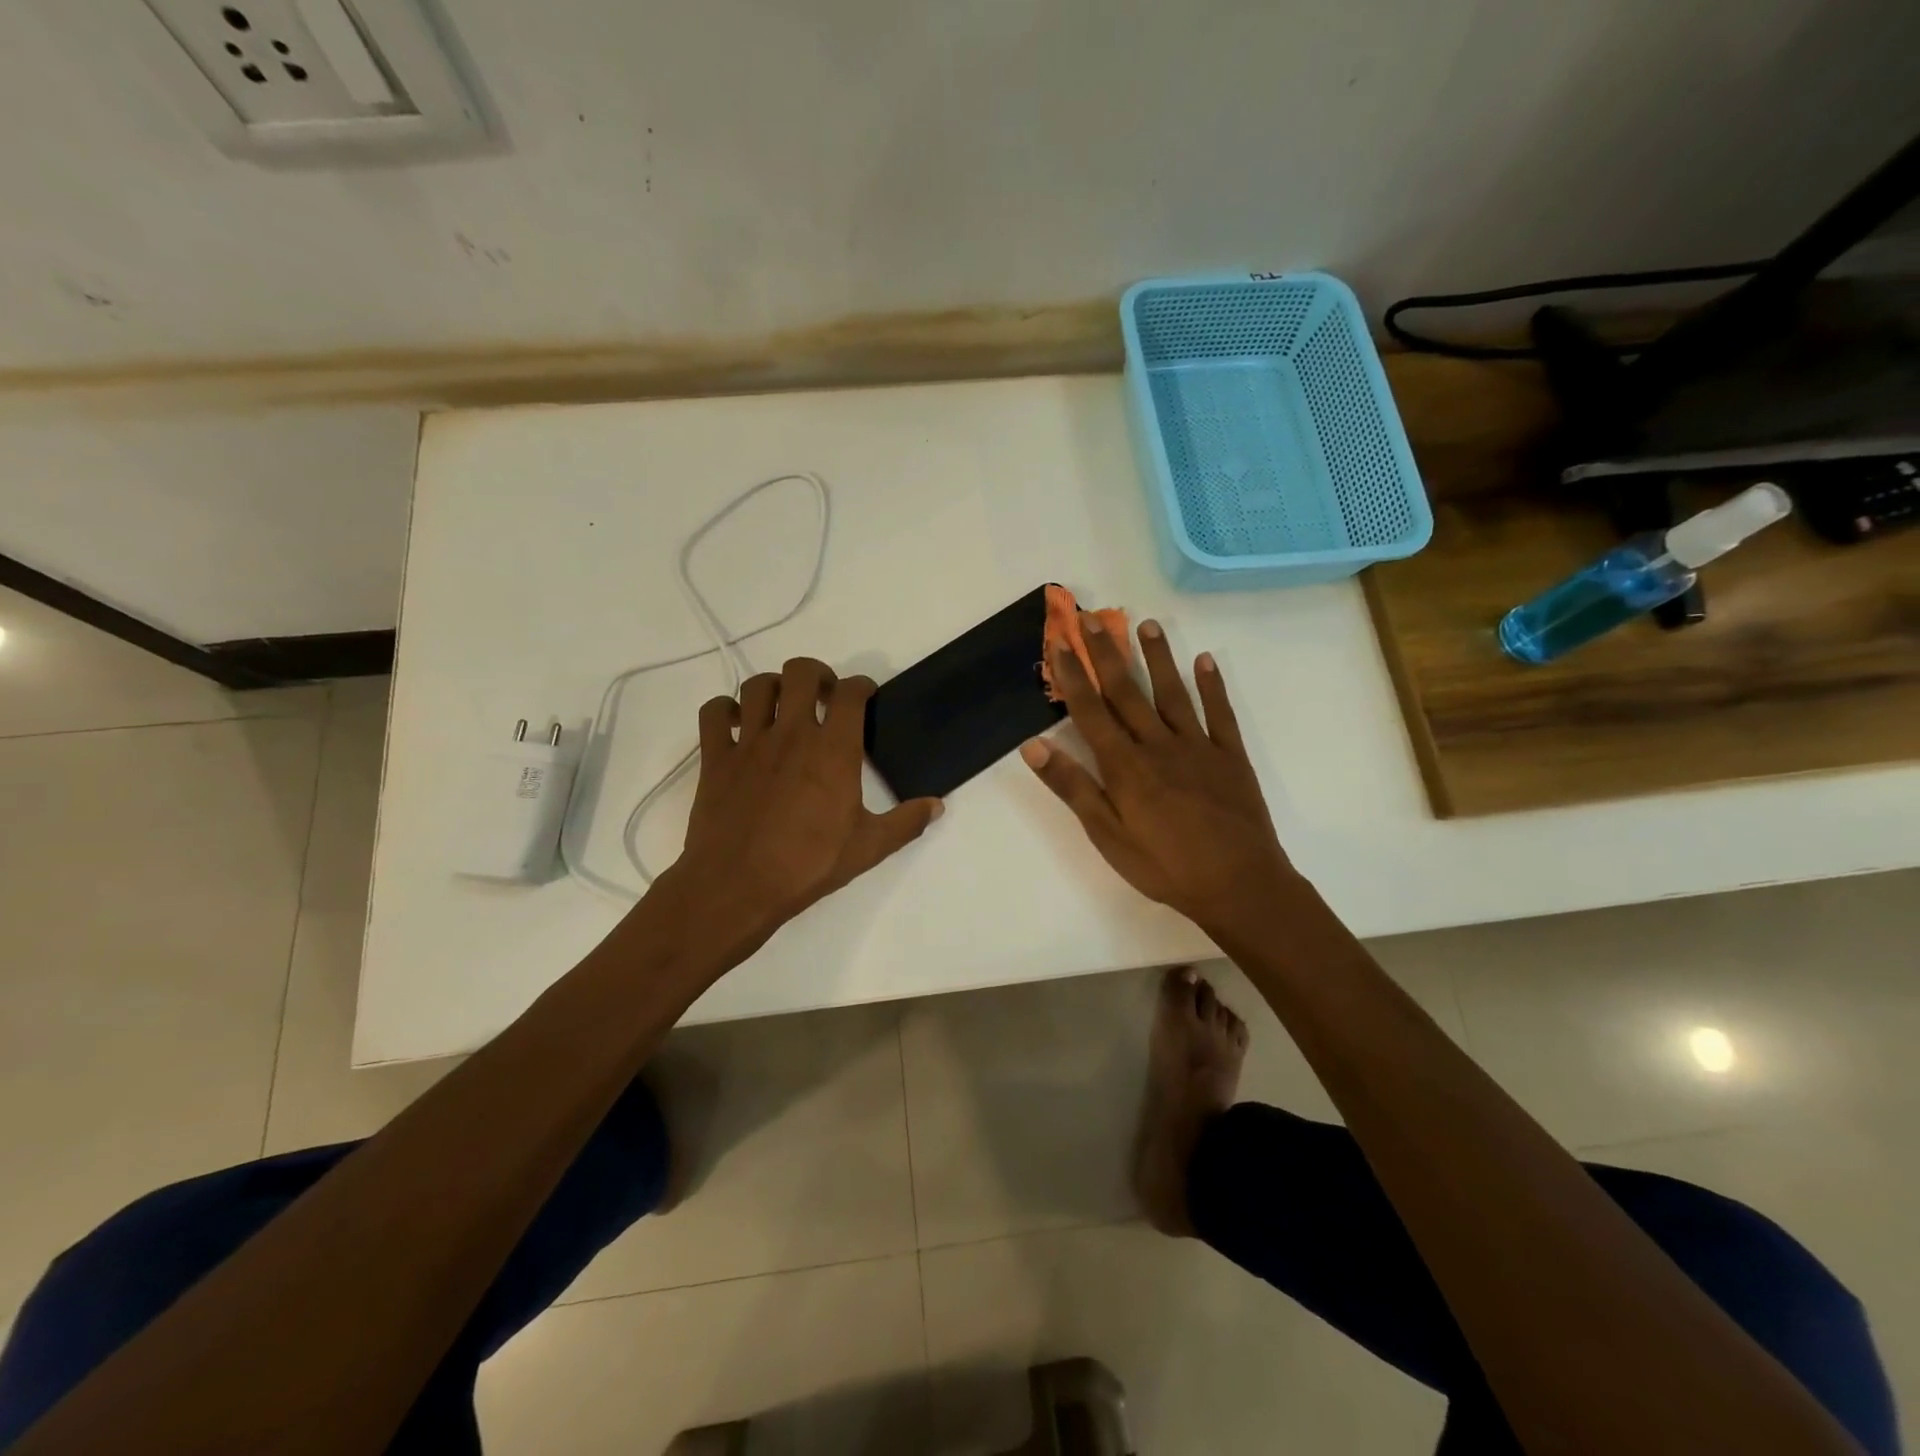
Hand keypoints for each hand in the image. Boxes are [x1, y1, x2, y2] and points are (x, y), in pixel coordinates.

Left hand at [673, 657, 941, 943]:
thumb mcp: (868, 848)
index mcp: (833, 750)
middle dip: (816, 674)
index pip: (850, 692)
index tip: (865, 696)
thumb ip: (905, 822)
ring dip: (772, 688)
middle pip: (801, 672)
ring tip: (781, 707)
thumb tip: (937, 805)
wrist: (737, 887)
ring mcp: (749, 742)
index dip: (861, 685)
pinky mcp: (715, 758)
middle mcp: (792, 734)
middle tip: (822, 696)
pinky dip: (724, 710)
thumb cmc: (807, 865)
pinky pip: (713, 713)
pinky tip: (736, 725)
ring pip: (757, 686)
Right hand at [1020, 618, 1295, 935]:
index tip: (1059, 642)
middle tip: (1091, 617)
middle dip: (1106, 653)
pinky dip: (1212, 686)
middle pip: (1127, 691)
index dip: (1073, 675)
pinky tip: (1206, 661)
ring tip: (1147, 624)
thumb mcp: (1107, 836)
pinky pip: (1220, 713)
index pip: (1091, 710)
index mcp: (1125, 766)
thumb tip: (1033, 746)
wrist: (1239, 885)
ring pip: (1173, 692)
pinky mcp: (1230, 756)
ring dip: (1158, 657)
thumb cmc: (1164, 866)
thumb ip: (1073, 788)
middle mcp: (1158, 745)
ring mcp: (1198, 746)